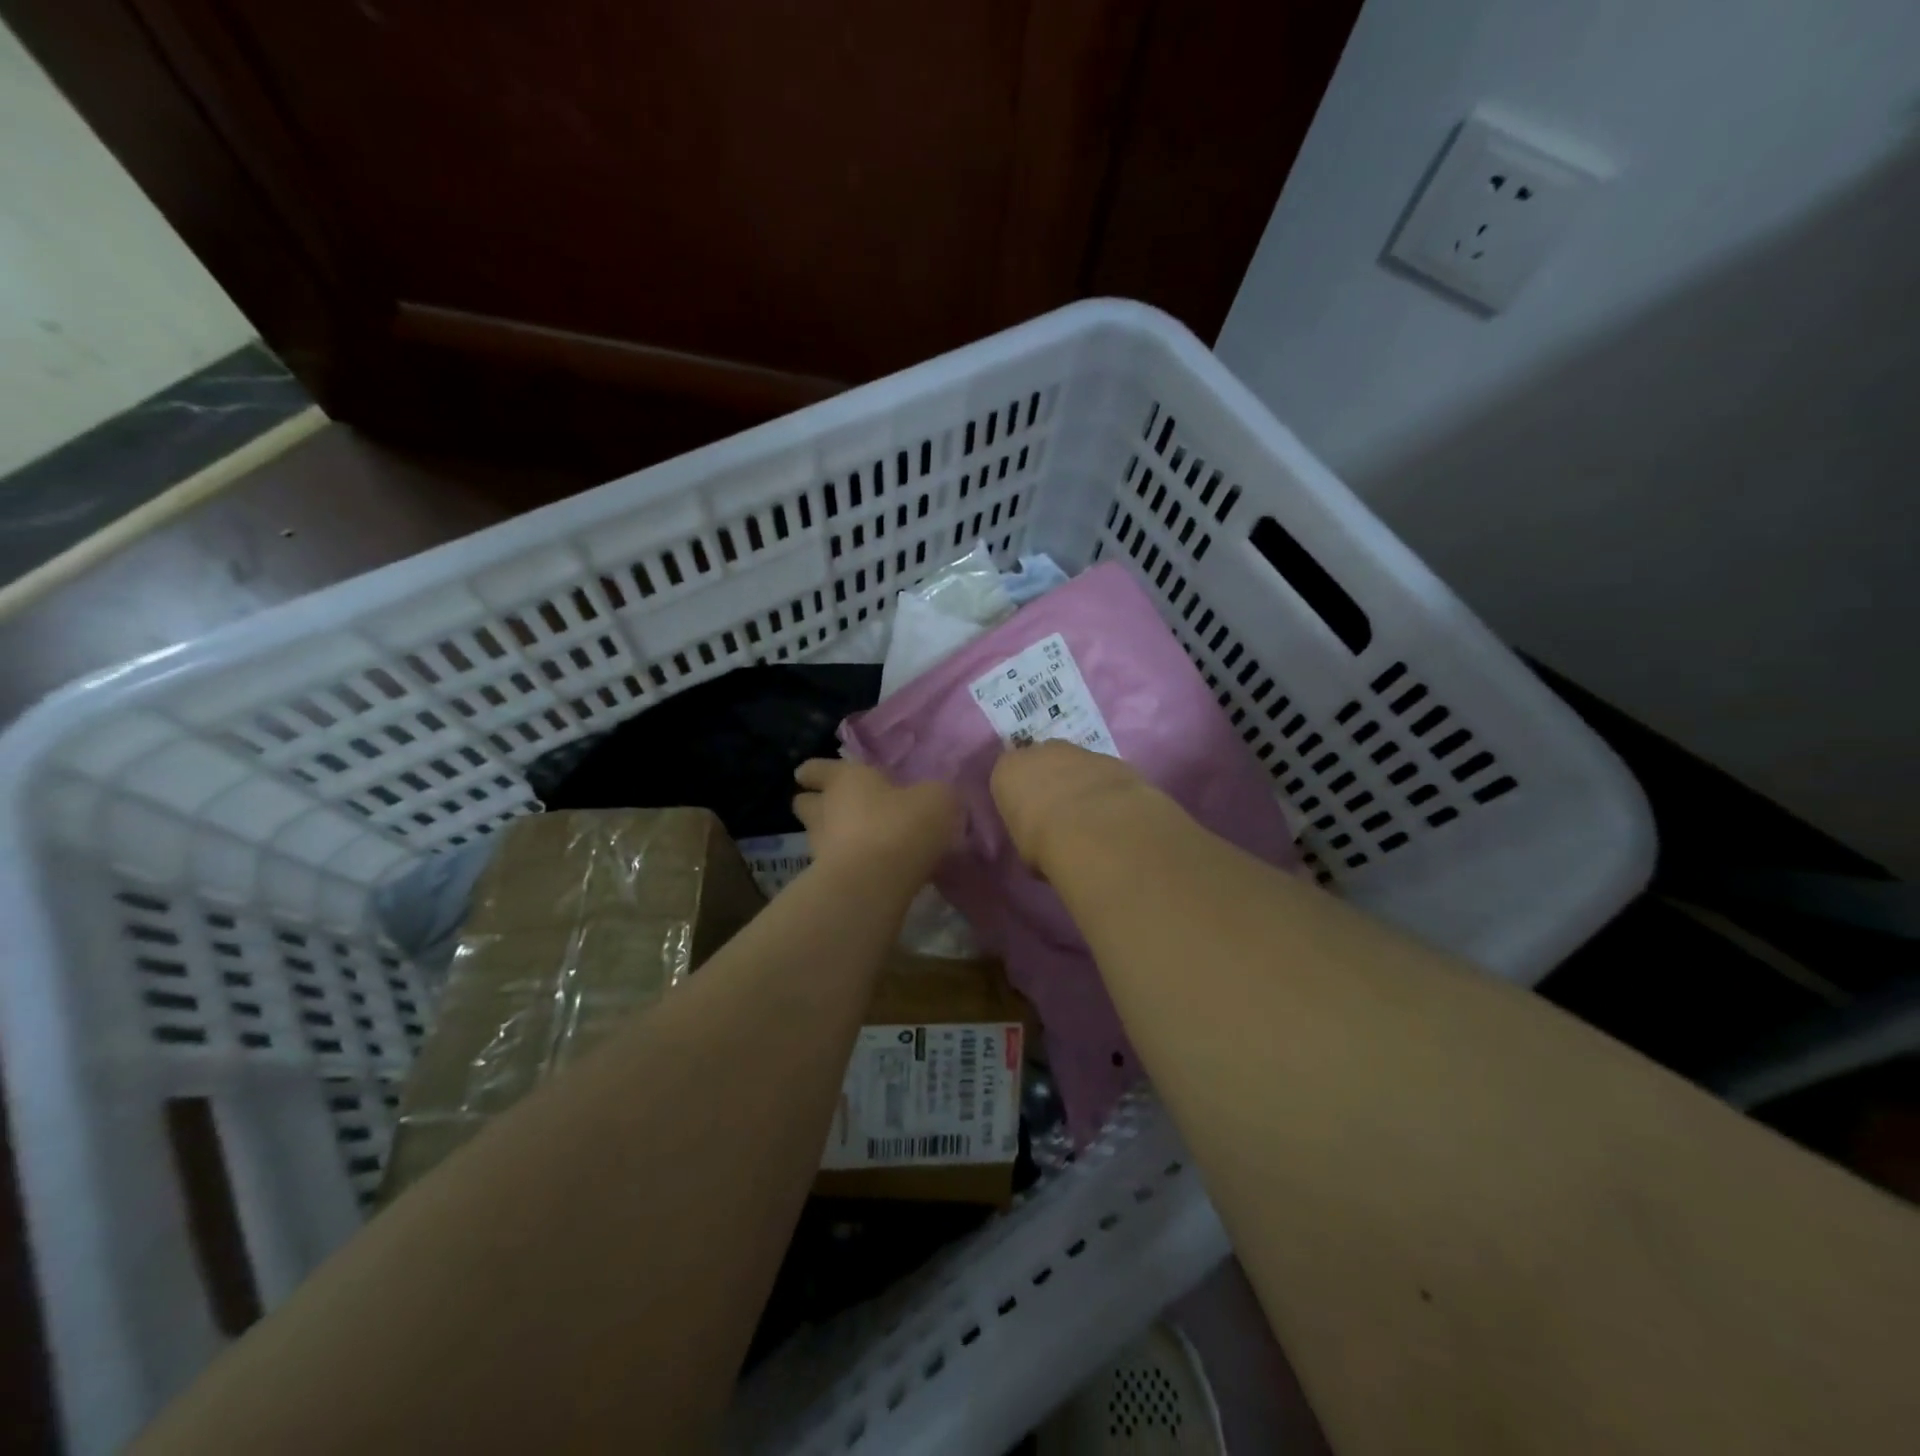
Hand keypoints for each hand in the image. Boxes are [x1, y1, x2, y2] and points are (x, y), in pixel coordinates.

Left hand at [792, 759, 957, 878]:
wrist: (875, 884)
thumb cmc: (902, 826)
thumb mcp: (936, 799)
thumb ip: (933, 794)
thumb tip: (932, 797)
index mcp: (845, 779)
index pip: (817, 769)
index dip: (815, 772)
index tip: (810, 776)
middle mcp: (825, 810)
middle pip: (806, 804)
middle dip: (816, 804)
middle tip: (836, 809)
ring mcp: (820, 849)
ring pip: (817, 837)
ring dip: (833, 838)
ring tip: (859, 842)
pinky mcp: (827, 882)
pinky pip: (835, 867)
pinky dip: (849, 866)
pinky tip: (872, 871)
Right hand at [990, 742, 1165, 873]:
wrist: (1096, 830)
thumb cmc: (1043, 841)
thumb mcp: (1023, 845)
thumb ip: (1027, 831)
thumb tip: (1038, 840)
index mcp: (1008, 771)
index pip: (1008, 777)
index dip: (1019, 797)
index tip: (1028, 817)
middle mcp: (1040, 752)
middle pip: (1041, 762)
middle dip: (1048, 781)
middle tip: (1059, 813)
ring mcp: (1078, 751)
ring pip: (1074, 764)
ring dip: (1079, 782)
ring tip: (1090, 815)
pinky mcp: (1111, 759)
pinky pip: (1102, 773)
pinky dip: (1105, 788)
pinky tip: (1113, 812)